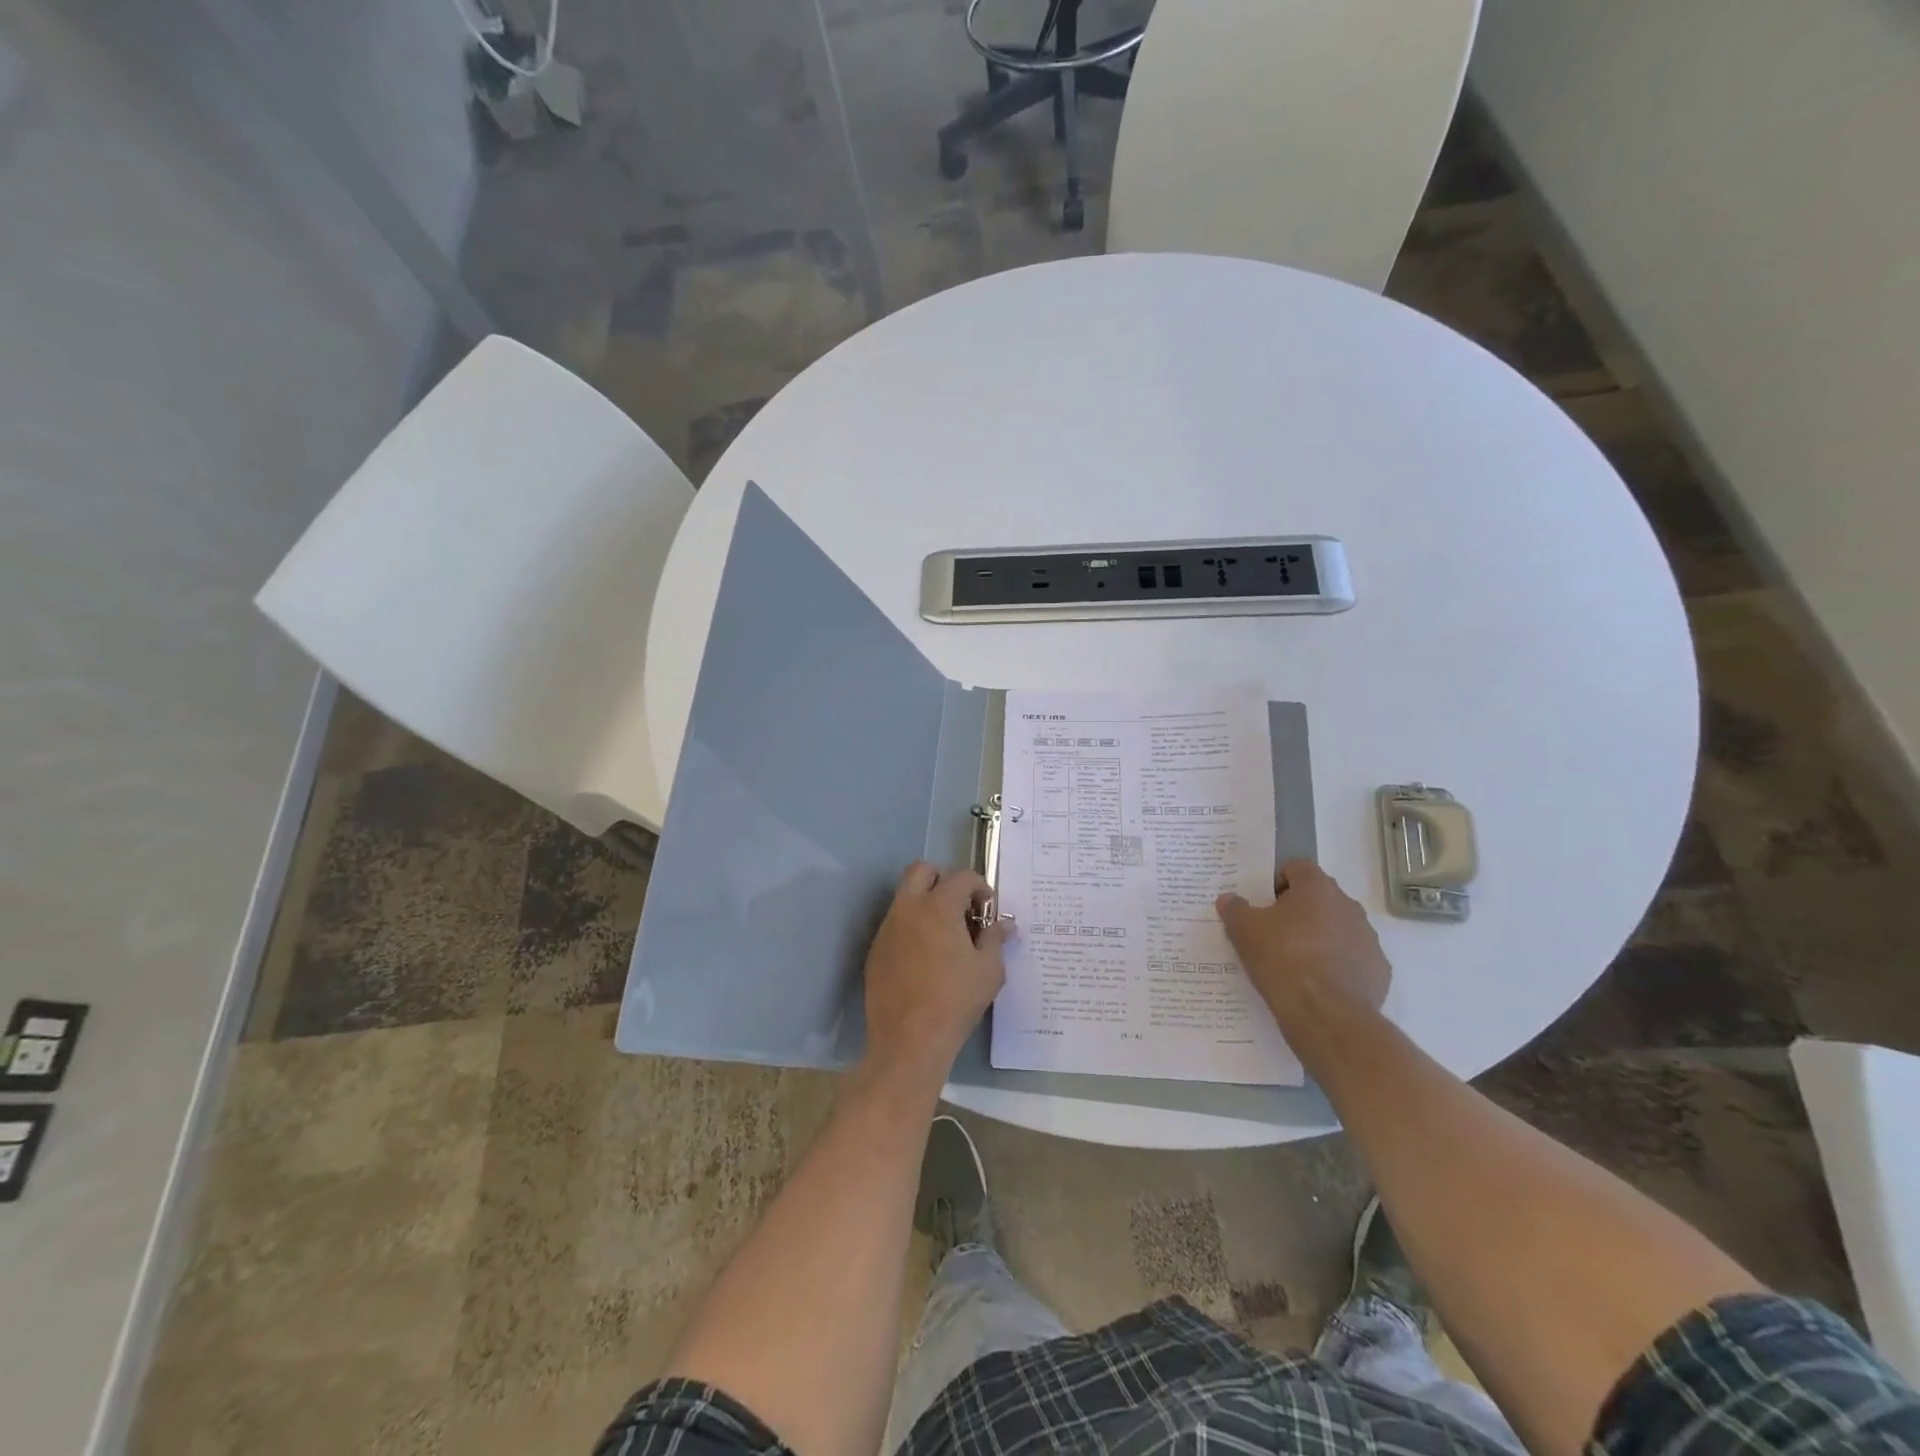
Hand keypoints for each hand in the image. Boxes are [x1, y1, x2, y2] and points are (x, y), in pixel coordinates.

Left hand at [862, 862, 1011, 1085]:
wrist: (908, 1041)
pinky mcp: (876, 950)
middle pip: (922, 870)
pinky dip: (912, 927)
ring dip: (926, 903)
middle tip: (961, 907)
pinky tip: (925, 957)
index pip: (962, 876)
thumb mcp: (989, 970)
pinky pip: (895, 924)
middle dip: (944, 880)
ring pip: (905, 896)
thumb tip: (1004, 924)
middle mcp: (908, 908)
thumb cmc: (955, 1001)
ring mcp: (887, 928)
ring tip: (945, 935)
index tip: (988, 911)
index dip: (980, 888)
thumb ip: (996, 939)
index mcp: (938, 907)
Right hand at [1216, 860, 1390, 1023]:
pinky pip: (1352, 958)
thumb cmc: (1282, 959)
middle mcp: (1348, 906)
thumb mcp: (1244, 931)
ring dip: (1319, 937)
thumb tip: (1229, 899)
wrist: (1326, 1015)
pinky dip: (1337, 964)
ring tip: (1295, 962)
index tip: (1263, 905)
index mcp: (1317, 888)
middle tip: (1274, 933)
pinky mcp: (1379, 970)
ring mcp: (1368, 939)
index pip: (1297, 867)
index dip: (1277, 882)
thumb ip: (1235, 908)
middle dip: (1298, 911)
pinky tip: (1318, 983)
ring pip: (1338, 928)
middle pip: (1319, 898)